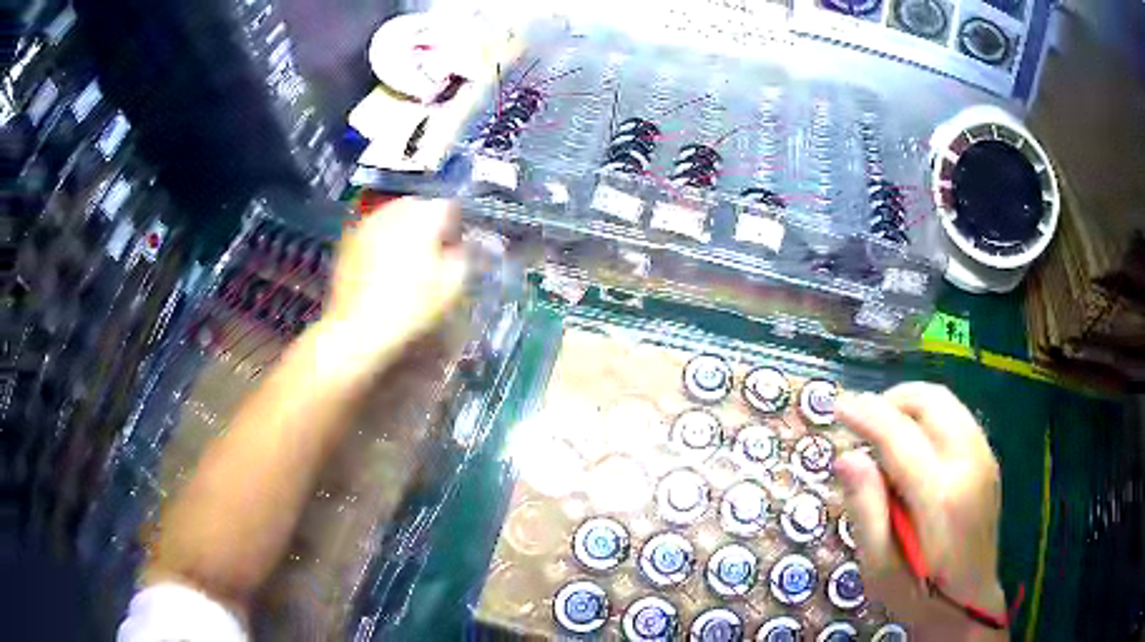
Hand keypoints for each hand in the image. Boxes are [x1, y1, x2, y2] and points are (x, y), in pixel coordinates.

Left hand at [319, 198, 465, 368]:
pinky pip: (374, 230)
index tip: (455, 248)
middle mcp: (394, 210)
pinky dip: (383, 239)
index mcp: (423, 216)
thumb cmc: (410, 307)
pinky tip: (383, 264)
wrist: (358, 329)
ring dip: (404, 229)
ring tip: (407, 257)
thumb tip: (459, 246)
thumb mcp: (452, 286)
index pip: (448, 206)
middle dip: (428, 223)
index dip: (455, 226)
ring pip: (393, 215)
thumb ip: (462, 257)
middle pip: (418, 206)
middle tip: (432, 252)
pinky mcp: (348, 239)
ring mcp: (368, 223)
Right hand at [834, 383, 1006, 640]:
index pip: (900, 435)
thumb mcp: (880, 568)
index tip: (837, 407)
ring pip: (946, 402)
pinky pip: (957, 416)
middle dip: (890, 400)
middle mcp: (969, 463)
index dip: (866, 414)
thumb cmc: (919, 594)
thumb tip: (847, 457)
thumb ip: (866, 510)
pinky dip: (929, 416)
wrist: (971, 603)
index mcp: (941, 496)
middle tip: (862, 422)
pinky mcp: (989, 459)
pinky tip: (913, 445)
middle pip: (930, 402)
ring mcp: (985, 457)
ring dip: (910, 405)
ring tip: (884, 431)